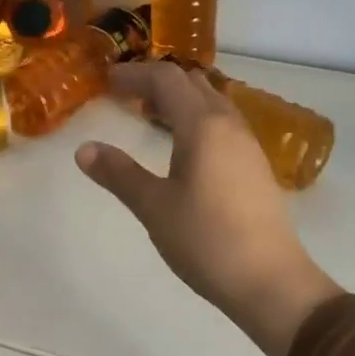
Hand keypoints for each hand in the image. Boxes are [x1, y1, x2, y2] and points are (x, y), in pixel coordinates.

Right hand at [76, 61, 340, 355]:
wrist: (270, 281)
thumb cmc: (206, 240)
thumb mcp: (154, 207)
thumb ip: (119, 174)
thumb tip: (84, 150)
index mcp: (203, 126)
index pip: (167, 79)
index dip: (134, 74)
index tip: (106, 82)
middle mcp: (229, 125)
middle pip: (193, 83)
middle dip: (157, 83)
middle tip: (126, 98)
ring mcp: (248, 145)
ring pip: (212, 103)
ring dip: (180, 101)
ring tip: (150, 120)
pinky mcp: (256, 167)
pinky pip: (222, 124)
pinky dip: (196, 120)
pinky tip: (183, 150)